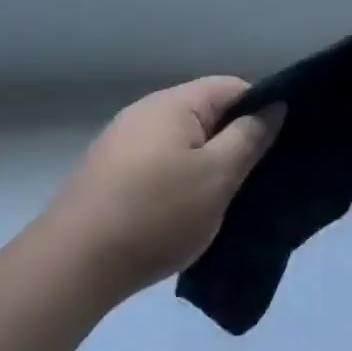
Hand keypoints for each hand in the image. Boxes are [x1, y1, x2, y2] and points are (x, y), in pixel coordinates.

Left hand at [42, 77, 282, 303]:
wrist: (74, 262)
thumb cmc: (157, 213)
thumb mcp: (217, 177)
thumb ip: (248, 138)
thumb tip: (273, 106)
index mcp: (175, 103)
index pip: (231, 87)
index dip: (260, 110)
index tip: (277, 146)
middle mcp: (146, 110)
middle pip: (204, 112)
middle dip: (232, 139)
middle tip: (254, 178)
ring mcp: (122, 140)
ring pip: (180, 140)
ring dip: (203, 162)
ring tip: (220, 199)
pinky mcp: (108, 171)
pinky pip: (157, 161)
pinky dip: (176, 178)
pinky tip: (180, 211)